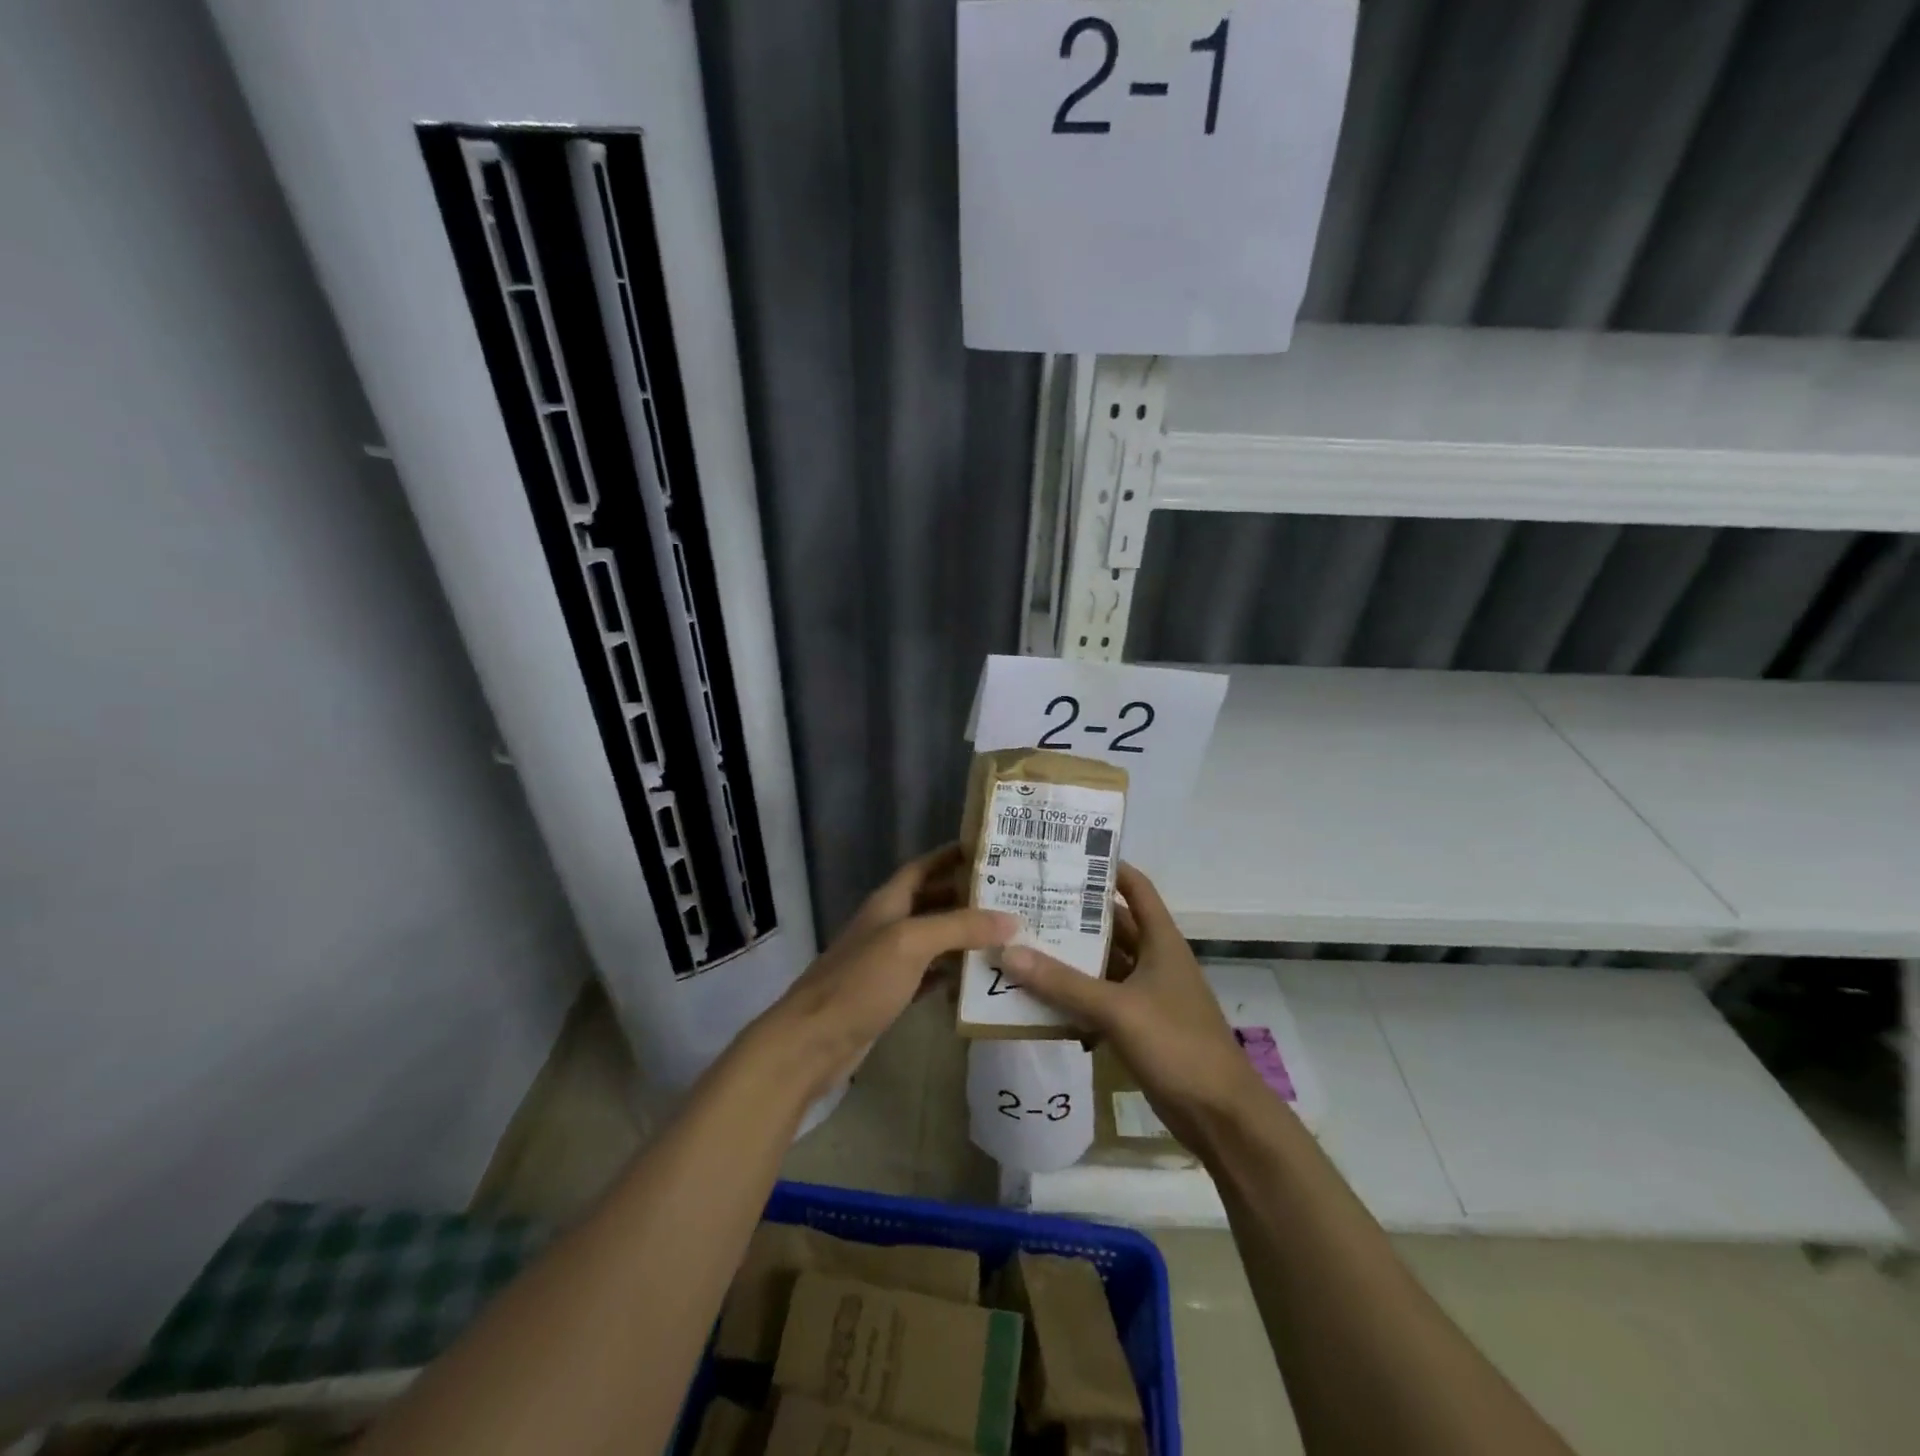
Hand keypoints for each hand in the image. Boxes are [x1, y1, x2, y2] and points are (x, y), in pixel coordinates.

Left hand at [757, 844, 1016, 1099]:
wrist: (812, 1042)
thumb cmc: (860, 981)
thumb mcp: (911, 943)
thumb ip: (959, 927)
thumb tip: (1011, 919)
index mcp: (889, 902)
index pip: (923, 866)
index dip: (951, 855)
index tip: (989, 850)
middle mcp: (888, 925)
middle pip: (932, 901)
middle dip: (968, 897)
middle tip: (1013, 897)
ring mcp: (888, 961)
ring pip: (933, 939)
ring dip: (964, 936)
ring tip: (1007, 935)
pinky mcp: (891, 993)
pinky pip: (929, 974)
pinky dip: (952, 973)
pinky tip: (979, 978)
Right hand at [999, 862, 1262, 1146]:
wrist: (1220, 1115)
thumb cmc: (1177, 1044)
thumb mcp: (1117, 1009)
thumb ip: (1063, 983)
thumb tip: (1009, 950)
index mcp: (1162, 941)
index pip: (1136, 888)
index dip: (1108, 867)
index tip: (1067, 855)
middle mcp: (1155, 960)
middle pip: (1114, 925)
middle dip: (1076, 914)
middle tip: (1029, 900)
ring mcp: (1147, 994)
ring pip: (1104, 964)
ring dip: (1071, 957)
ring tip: (1024, 941)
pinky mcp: (1139, 1026)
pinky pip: (1101, 999)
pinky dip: (1075, 995)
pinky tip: (1040, 995)